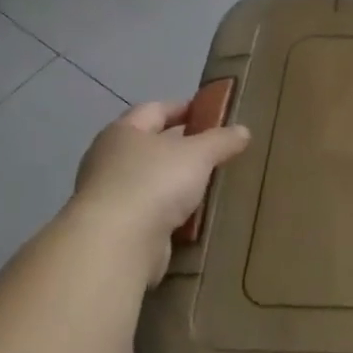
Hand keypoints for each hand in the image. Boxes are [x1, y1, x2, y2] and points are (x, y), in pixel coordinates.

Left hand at [71, 100, 251, 279]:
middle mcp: (110, 159)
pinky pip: (150, 211)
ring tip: (211, 183)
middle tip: (216, 149)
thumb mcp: (199, 153)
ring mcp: (109, 195)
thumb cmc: (155, 182)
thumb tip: (242, 130)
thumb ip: (221, 140)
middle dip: (182, 146)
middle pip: (151, 145)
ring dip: (177, 181)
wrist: (116, 244)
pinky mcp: (116, 227)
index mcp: (124, 132)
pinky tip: (195, 215)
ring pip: (151, 180)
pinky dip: (170, 211)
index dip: (183, 108)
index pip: (155, 109)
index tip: (210, 113)